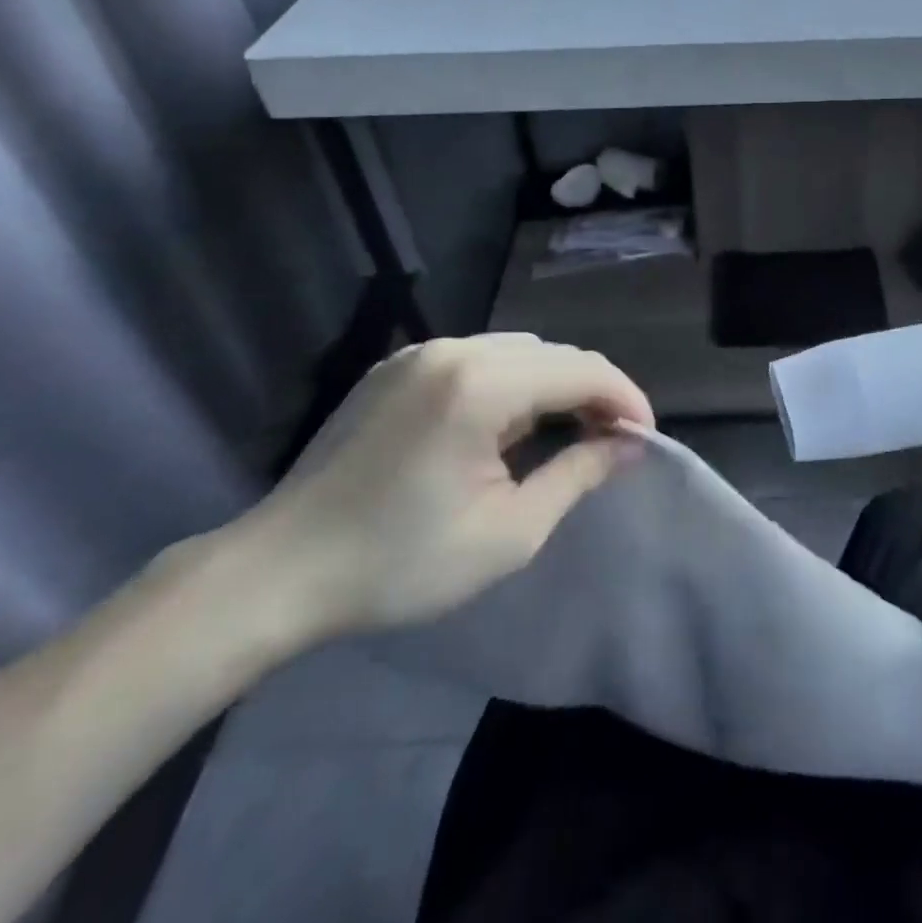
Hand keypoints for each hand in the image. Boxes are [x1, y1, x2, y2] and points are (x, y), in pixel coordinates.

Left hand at [228, 333, 652, 647]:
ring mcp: (420, 354)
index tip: (644, 440)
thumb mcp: (508, 532)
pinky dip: (511, 383)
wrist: (278, 573)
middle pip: (553, 354)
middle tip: (610, 442)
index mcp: (481, 384)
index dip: (625, 400)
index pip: (582, 370)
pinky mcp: (397, 368)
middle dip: (592, 393)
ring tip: (566, 433)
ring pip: (517, 352)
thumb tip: (627, 446)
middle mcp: (453, 350)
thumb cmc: (400, 563)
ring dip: (552, 386)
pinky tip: (508, 426)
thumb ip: (577, 476)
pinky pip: (477, 359)